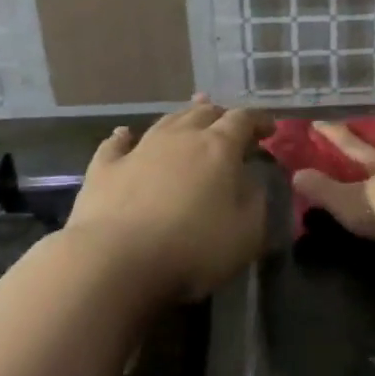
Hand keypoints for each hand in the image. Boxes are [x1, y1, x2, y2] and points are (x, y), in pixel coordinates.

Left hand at [68, 95, 274, 302]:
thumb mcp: (246, 233)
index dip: (259, 120)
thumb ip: (255, 201)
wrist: (115, 262)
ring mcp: (139, 150)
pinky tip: (123, 134)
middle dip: (221, 115)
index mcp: (218, 147)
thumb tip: (252, 182)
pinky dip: (124, 137)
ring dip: (182, 118)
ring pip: (165, 121)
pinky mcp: (105, 169)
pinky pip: (115, 144)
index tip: (269, 129)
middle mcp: (180, 137)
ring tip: (190, 117)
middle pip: (204, 113)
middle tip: (230, 126)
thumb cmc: (192, 248)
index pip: (244, 119)